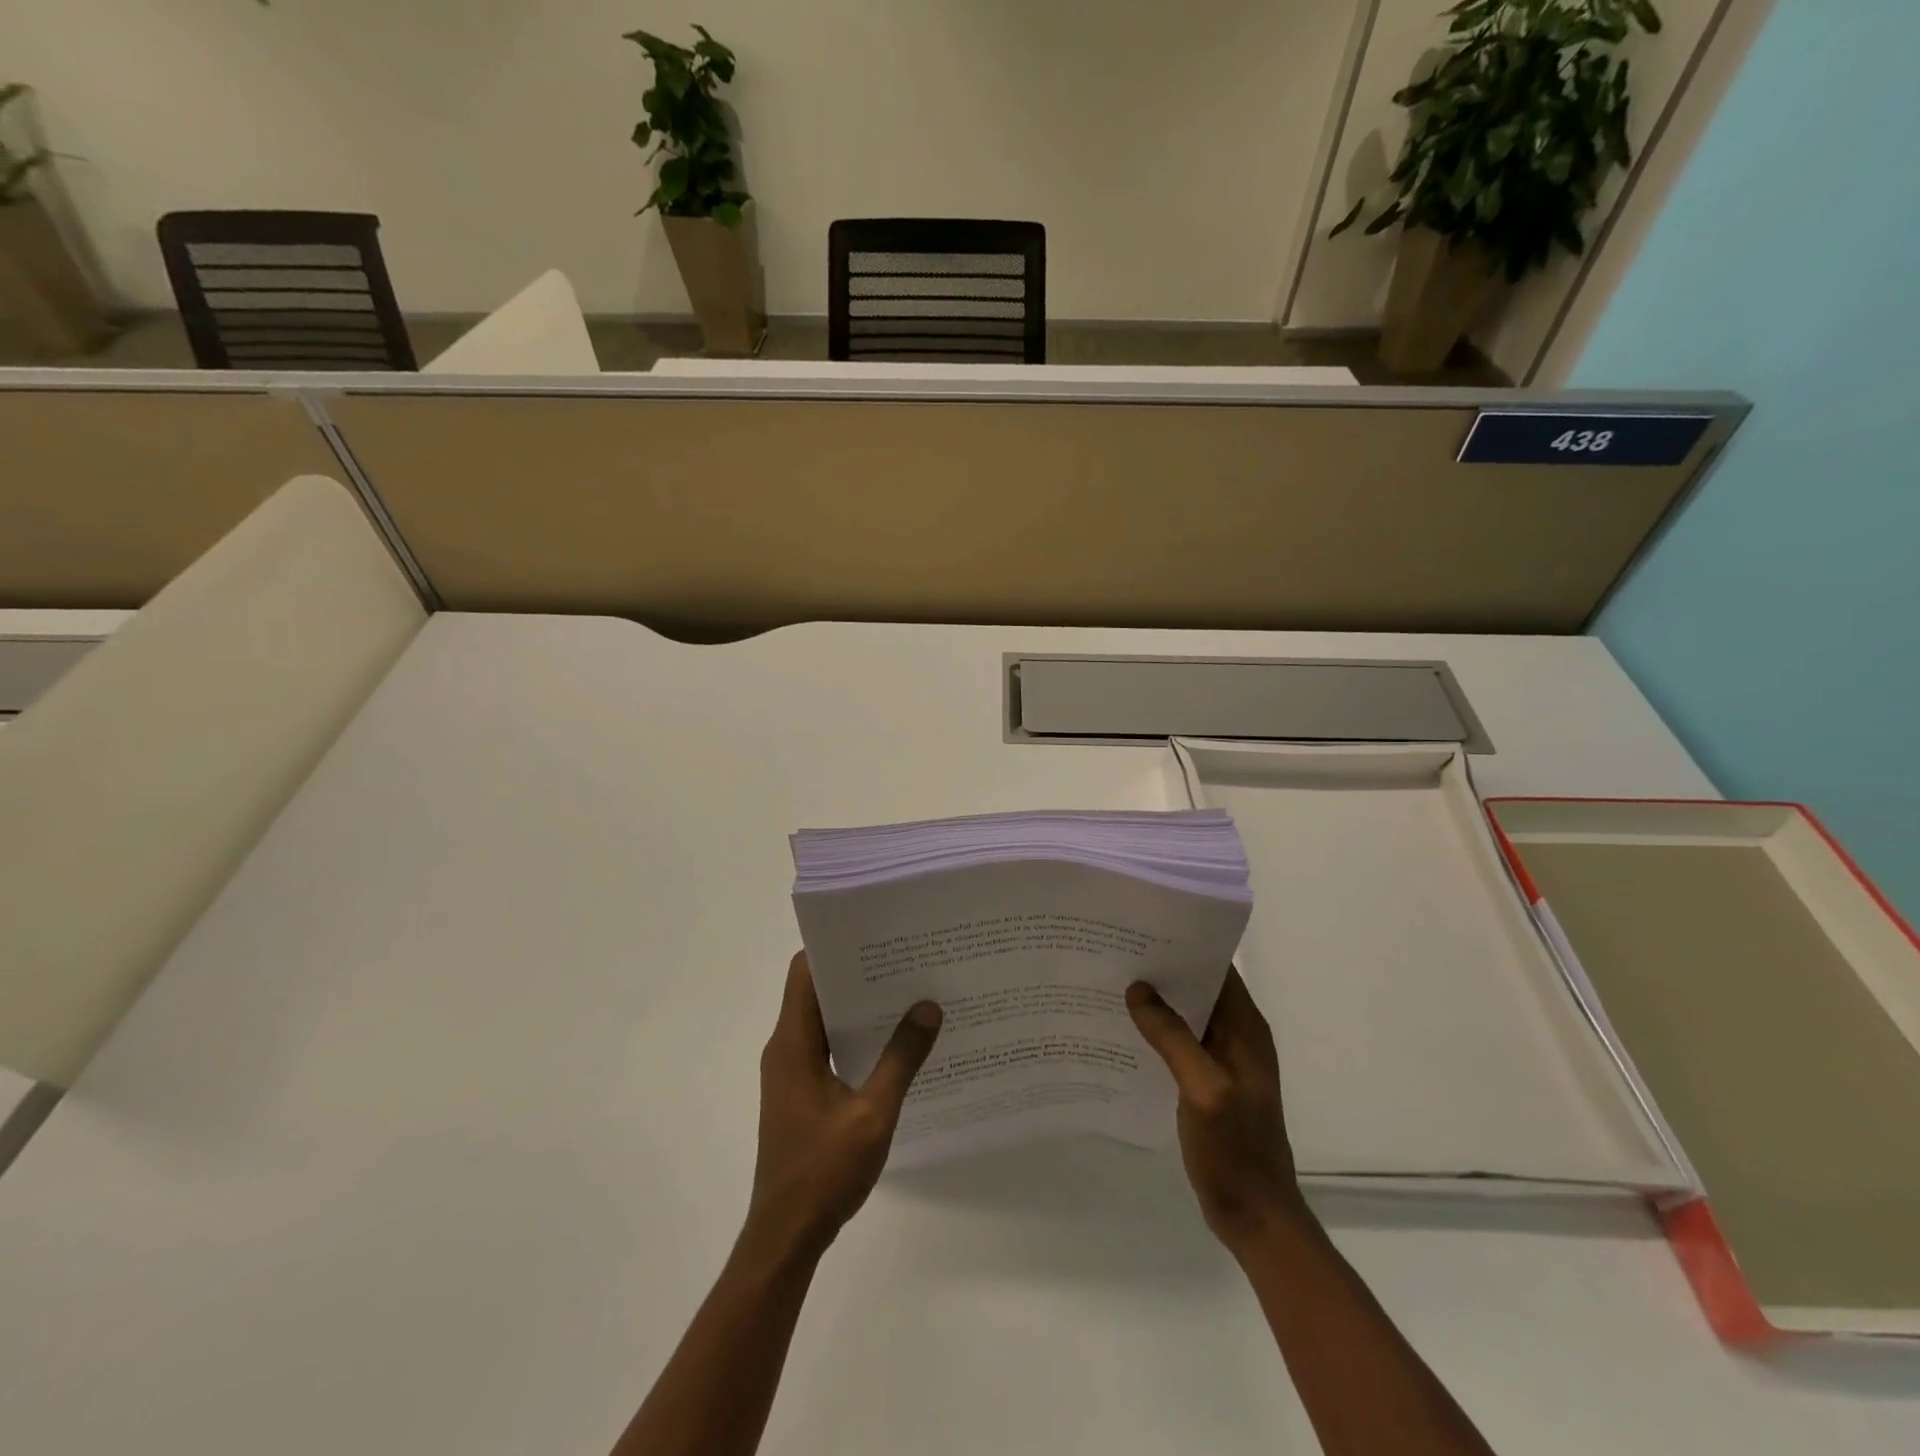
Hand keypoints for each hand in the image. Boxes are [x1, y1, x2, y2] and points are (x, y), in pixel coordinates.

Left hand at [744, 952, 942, 1262]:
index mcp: (793, 1042)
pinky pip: (829, 1046)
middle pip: (818, 991)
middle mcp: (787, 1048)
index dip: (836, 947)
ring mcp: (792, 1071)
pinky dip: (857, 1036)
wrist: (785, 1236)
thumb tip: (928, 1007)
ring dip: (860, 1006)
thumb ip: (901, 1059)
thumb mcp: (872, 1114)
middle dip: (858, 972)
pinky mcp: (802, 1091)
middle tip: (907, 958)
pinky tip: (895, 1042)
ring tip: (908, 992)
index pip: (805, 972)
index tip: (876, 933)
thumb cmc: (823, 1172)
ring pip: (825, 1019)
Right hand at [1127, 969, 1306, 1254]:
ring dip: (1157, 1000)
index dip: (1185, 944)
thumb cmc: (1235, 1149)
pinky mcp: (1207, 1081)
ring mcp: (1222, 1059)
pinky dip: (1156, 1030)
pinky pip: (1179, 1041)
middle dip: (1163, 968)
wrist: (1254, 1215)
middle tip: (1116, 950)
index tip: (1143, 928)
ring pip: (1186, 1014)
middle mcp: (1237, 1035)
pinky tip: (1124, 1029)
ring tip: (1112, 981)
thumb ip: (1172, 1037)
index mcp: (1245, 1028)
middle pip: (1199, 986)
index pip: (1218, 967)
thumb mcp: (1204, 1089)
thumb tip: (1138, 988)